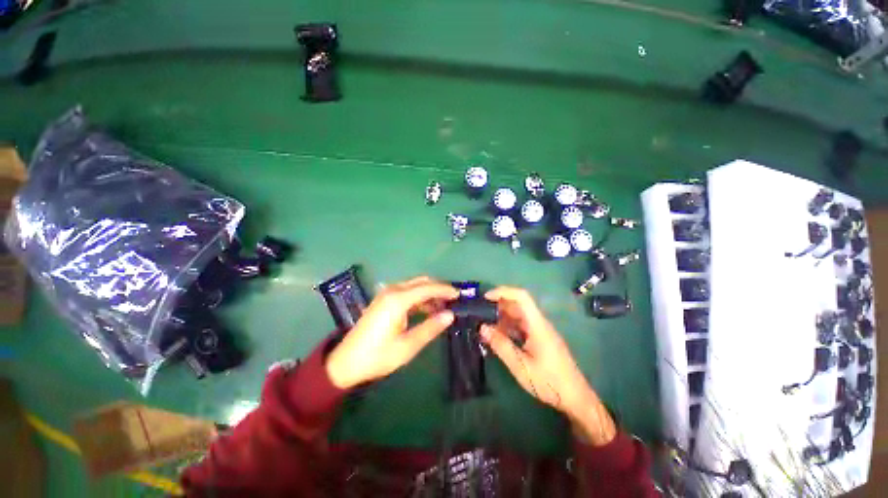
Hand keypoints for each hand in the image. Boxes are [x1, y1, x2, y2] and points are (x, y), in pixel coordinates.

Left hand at [325, 276, 458, 389]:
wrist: (346, 362)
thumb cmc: (378, 356)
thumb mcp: (408, 346)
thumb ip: (431, 328)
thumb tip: (450, 315)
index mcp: (398, 300)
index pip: (428, 288)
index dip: (445, 290)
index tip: (459, 294)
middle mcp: (392, 291)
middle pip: (421, 282)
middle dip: (438, 288)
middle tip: (453, 300)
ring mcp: (386, 294)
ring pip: (414, 286)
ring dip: (429, 293)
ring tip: (443, 306)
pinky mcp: (383, 300)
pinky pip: (406, 292)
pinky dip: (419, 297)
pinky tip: (427, 309)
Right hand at [481, 287, 615, 445]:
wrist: (576, 399)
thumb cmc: (549, 382)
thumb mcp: (521, 366)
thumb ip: (501, 345)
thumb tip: (482, 327)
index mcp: (537, 325)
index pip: (521, 297)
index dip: (503, 292)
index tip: (485, 297)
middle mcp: (539, 323)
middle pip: (518, 305)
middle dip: (498, 305)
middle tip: (479, 313)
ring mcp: (540, 331)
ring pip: (518, 316)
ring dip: (502, 318)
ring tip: (485, 325)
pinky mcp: (540, 339)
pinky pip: (521, 326)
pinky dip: (508, 327)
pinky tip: (498, 337)